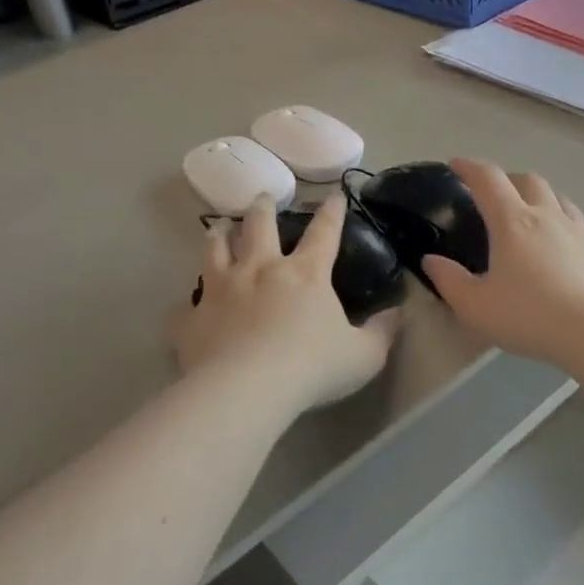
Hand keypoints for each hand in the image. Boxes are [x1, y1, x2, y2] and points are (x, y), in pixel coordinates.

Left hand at [173, 194, 400, 411]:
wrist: (246, 390)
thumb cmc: (312, 369)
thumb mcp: (364, 355)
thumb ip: (382, 331)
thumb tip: (396, 311)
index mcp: (305, 274)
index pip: (324, 232)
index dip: (332, 212)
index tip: (335, 195)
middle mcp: (261, 269)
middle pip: (259, 225)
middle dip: (263, 207)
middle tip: (263, 197)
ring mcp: (222, 289)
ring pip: (215, 249)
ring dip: (219, 234)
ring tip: (219, 227)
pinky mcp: (194, 317)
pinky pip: (187, 306)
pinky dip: (190, 303)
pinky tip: (190, 307)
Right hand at [421, 159, 583, 368]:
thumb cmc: (529, 316)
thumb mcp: (475, 306)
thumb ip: (449, 280)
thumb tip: (431, 260)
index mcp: (512, 222)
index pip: (488, 179)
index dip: (469, 167)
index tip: (455, 165)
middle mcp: (546, 216)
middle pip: (528, 180)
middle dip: (506, 179)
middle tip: (492, 193)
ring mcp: (577, 232)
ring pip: (558, 197)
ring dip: (538, 196)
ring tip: (528, 212)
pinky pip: (577, 225)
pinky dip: (561, 224)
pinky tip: (559, 246)